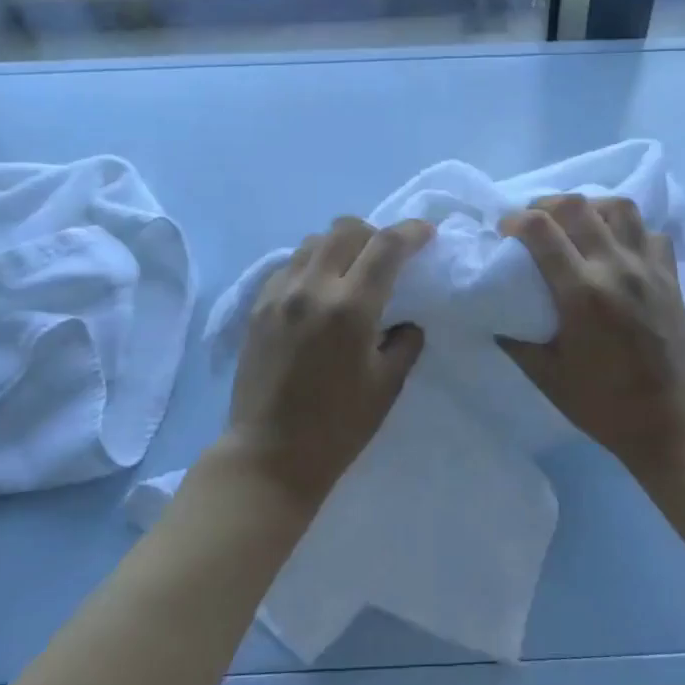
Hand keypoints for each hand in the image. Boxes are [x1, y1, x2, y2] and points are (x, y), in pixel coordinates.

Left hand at [224, 216, 432, 501]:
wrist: (269, 454)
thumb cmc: (338, 427)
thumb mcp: (387, 386)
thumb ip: (404, 343)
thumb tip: (406, 321)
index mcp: (349, 308)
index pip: (386, 246)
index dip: (412, 232)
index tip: (427, 234)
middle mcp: (311, 288)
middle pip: (346, 229)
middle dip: (375, 234)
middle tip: (389, 257)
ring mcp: (278, 294)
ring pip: (314, 242)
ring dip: (341, 245)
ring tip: (352, 271)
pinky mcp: (257, 306)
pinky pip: (289, 264)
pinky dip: (312, 264)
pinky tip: (319, 291)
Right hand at [498, 194, 684, 472]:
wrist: (672, 422)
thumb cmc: (604, 405)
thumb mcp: (547, 377)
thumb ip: (516, 340)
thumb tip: (494, 313)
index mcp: (581, 293)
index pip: (541, 229)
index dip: (515, 220)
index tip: (504, 231)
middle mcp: (616, 268)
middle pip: (577, 206)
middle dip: (546, 204)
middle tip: (534, 222)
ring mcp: (649, 269)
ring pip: (620, 208)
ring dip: (591, 207)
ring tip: (577, 225)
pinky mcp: (671, 277)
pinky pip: (651, 233)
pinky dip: (630, 230)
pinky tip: (617, 247)